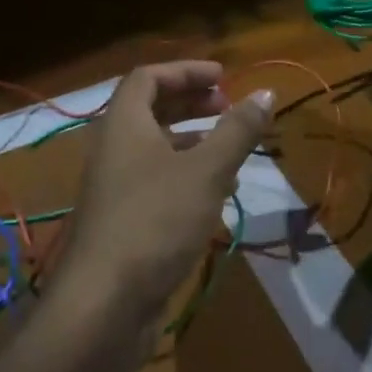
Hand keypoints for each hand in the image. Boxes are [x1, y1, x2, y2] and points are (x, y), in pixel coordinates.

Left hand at [56, 62, 273, 326]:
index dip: (185, 70)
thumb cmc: (156, 220)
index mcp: (123, 123)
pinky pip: (155, 180)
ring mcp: (114, 185)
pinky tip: (216, 192)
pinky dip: (185, 174)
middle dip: (190, 102)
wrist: (104, 302)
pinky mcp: (122, 219)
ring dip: (192, 139)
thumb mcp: (206, 171)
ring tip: (231, 148)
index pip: (148, 76)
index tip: (224, 77)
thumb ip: (237, 131)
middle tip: (228, 106)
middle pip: (150, 109)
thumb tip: (266, 92)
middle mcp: (113, 147)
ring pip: (154, 147)